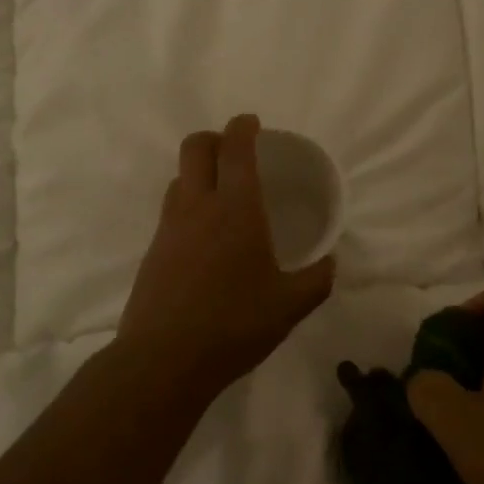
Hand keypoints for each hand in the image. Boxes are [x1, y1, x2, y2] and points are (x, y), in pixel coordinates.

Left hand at [118, 115, 335, 392]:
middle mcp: (197, 206)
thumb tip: (331, 263)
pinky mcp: (152, 250)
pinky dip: (187, 204)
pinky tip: (204, 237)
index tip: (252, 123)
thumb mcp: (289, 306)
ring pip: (178, 178)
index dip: (242, 127)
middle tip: (234, 151)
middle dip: (214, 138)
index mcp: (235, 209)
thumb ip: (316, 280)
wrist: (164, 360)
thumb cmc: (234, 325)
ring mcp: (169, 227)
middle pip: (195, 147)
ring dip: (198, 172)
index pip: (235, 149)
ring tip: (220, 194)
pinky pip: (170, 210)